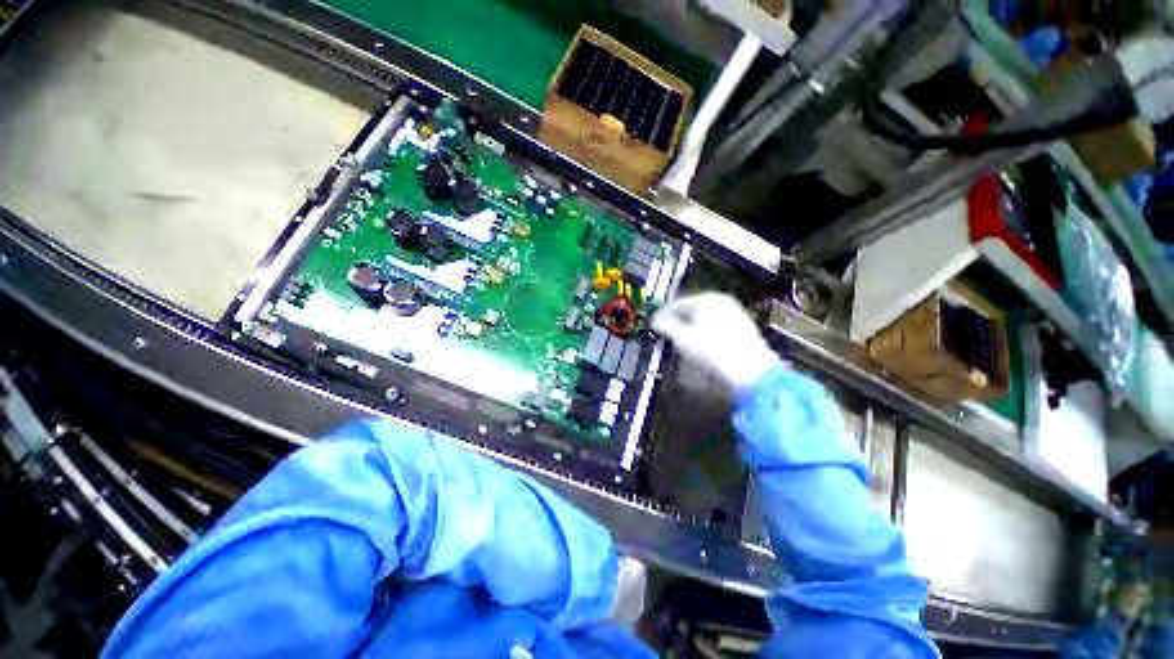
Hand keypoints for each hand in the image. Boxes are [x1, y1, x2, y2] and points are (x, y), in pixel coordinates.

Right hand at [652, 292, 780, 392]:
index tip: (655, 328)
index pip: (678, 303)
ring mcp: (736, 315)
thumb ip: (665, 326)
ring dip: (691, 331)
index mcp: (708, 298)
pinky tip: (703, 350)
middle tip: (668, 339)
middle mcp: (723, 302)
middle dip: (678, 324)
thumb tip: (654, 319)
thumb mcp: (682, 338)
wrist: (752, 373)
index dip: (664, 315)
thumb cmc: (712, 351)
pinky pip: (717, 329)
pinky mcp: (744, 330)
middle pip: (693, 311)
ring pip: (705, 321)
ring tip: (683, 347)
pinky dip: (706, 336)